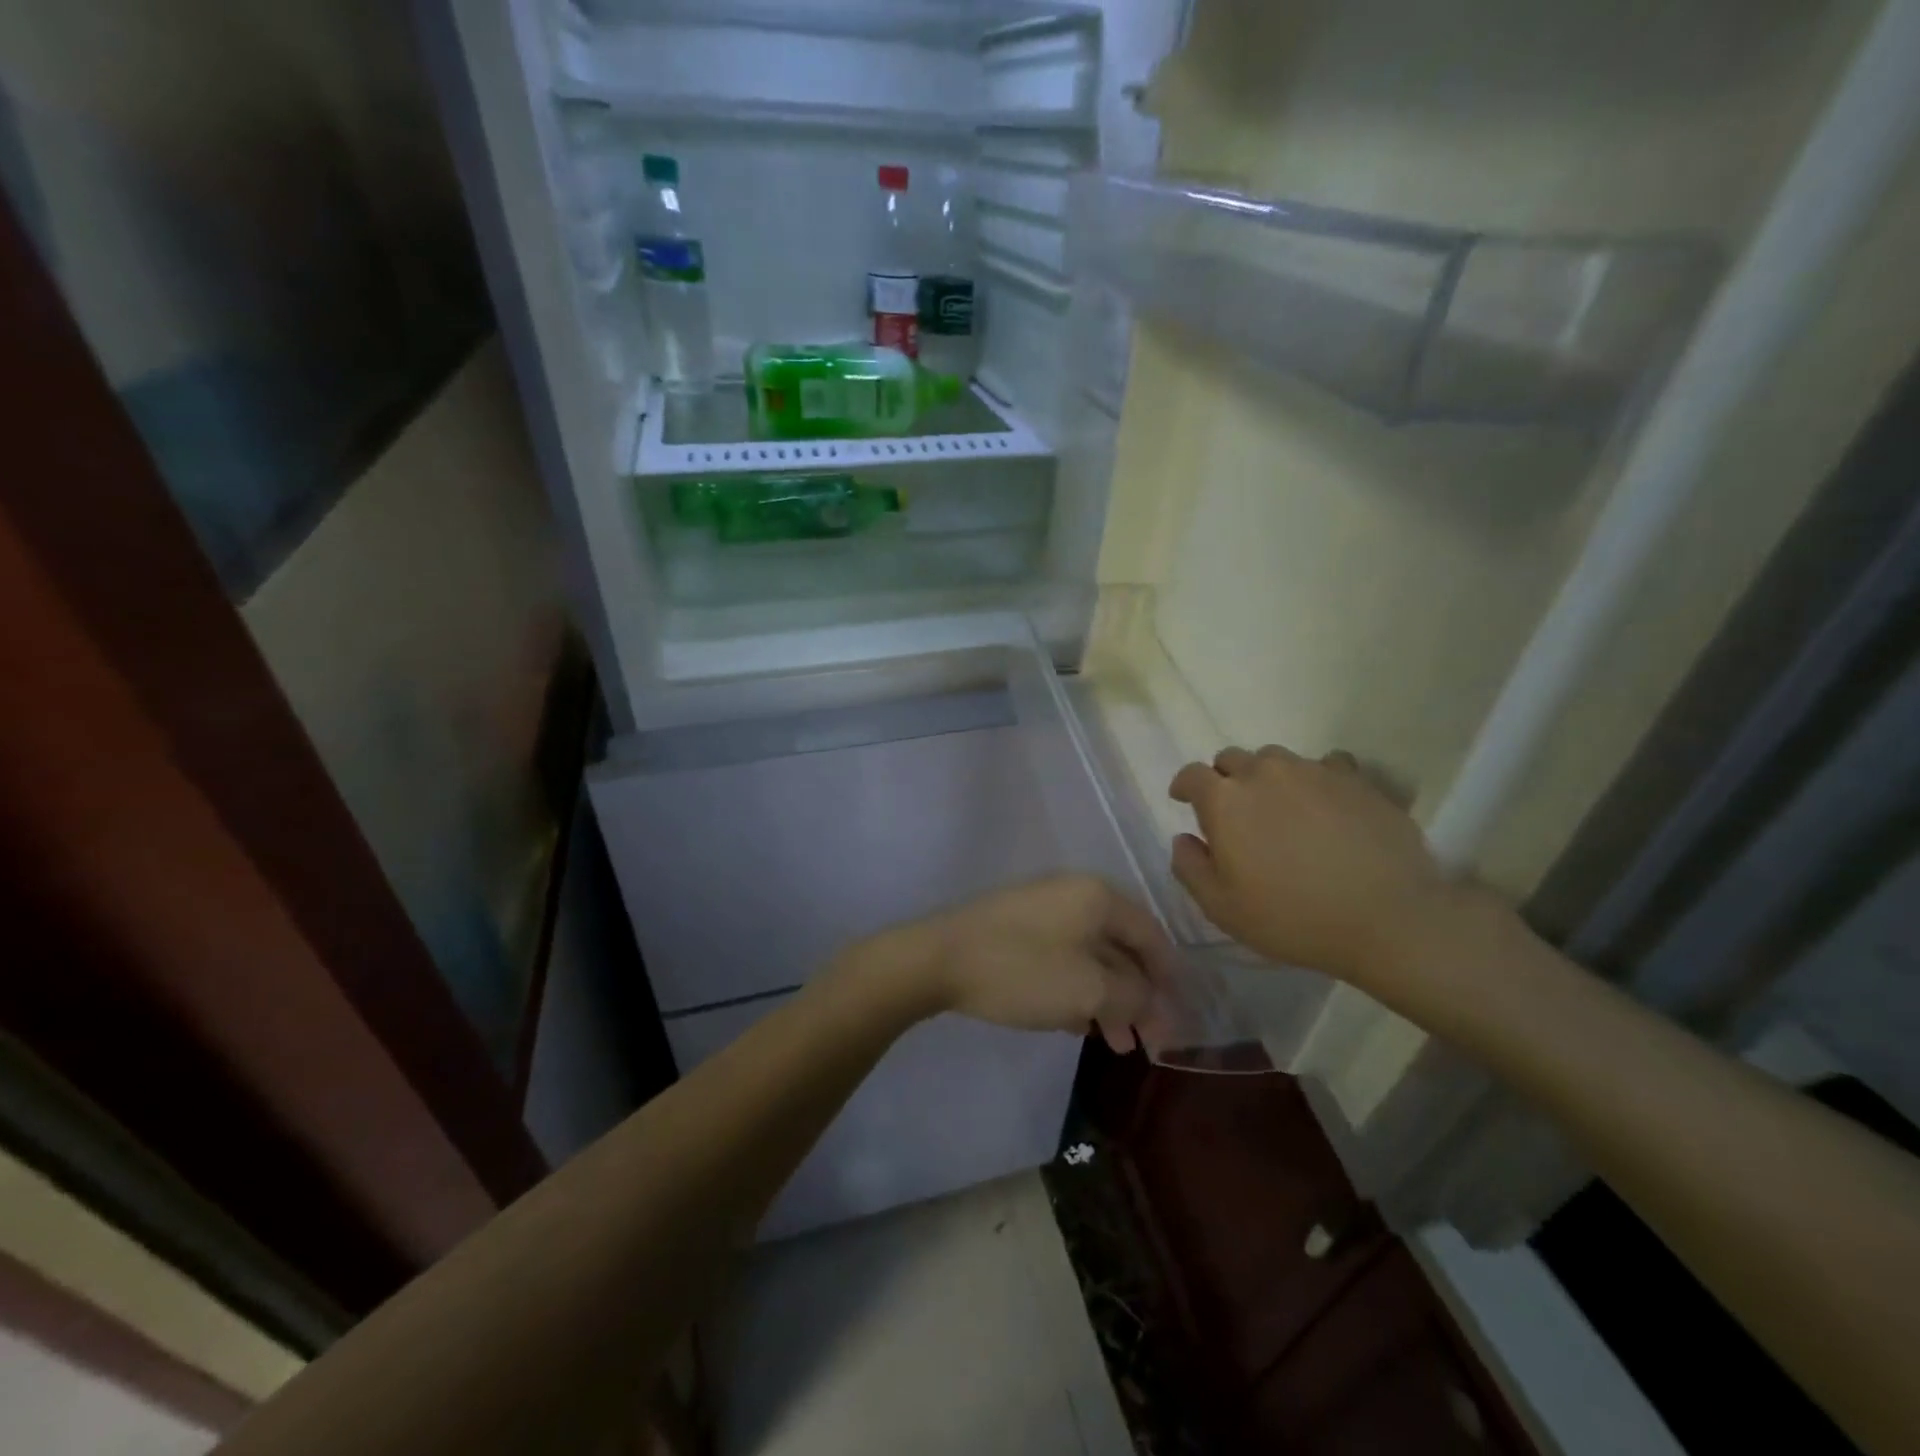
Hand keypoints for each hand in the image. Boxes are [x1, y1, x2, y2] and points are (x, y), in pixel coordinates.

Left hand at [847, 876, 1174, 1052]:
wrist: (937, 959)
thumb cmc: (1022, 970)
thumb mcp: (1089, 990)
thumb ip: (1133, 997)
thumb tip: (1154, 1003)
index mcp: (1098, 897)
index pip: (1151, 936)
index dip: (1169, 980)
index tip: (1178, 1022)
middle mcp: (1074, 895)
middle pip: (1122, 948)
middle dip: (1139, 997)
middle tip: (1148, 1044)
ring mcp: (1042, 910)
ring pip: (1091, 957)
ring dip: (1109, 1000)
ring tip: (1117, 1045)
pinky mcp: (1017, 930)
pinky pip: (1062, 959)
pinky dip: (1078, 990)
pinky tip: (1080, 1026)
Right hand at [1168, 746, 1493, 1000]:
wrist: (1388, 918)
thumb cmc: (1293, 917)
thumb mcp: (1222, 908)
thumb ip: (1190, 868)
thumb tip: (1184, 839)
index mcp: (1225, 800)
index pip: (1192, 774)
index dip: (1184, 786)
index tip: (1183, 800)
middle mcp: (1264, 773)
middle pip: (1232, 759)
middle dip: (1225, 779)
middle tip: (1234, 811)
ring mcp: (1313, 771)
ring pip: (1277, 759)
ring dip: (1268, 777)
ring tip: (1280, 807)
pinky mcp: (1356, 779)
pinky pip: (1325, 765)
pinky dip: (1315, 780)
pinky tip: (1325, 806)